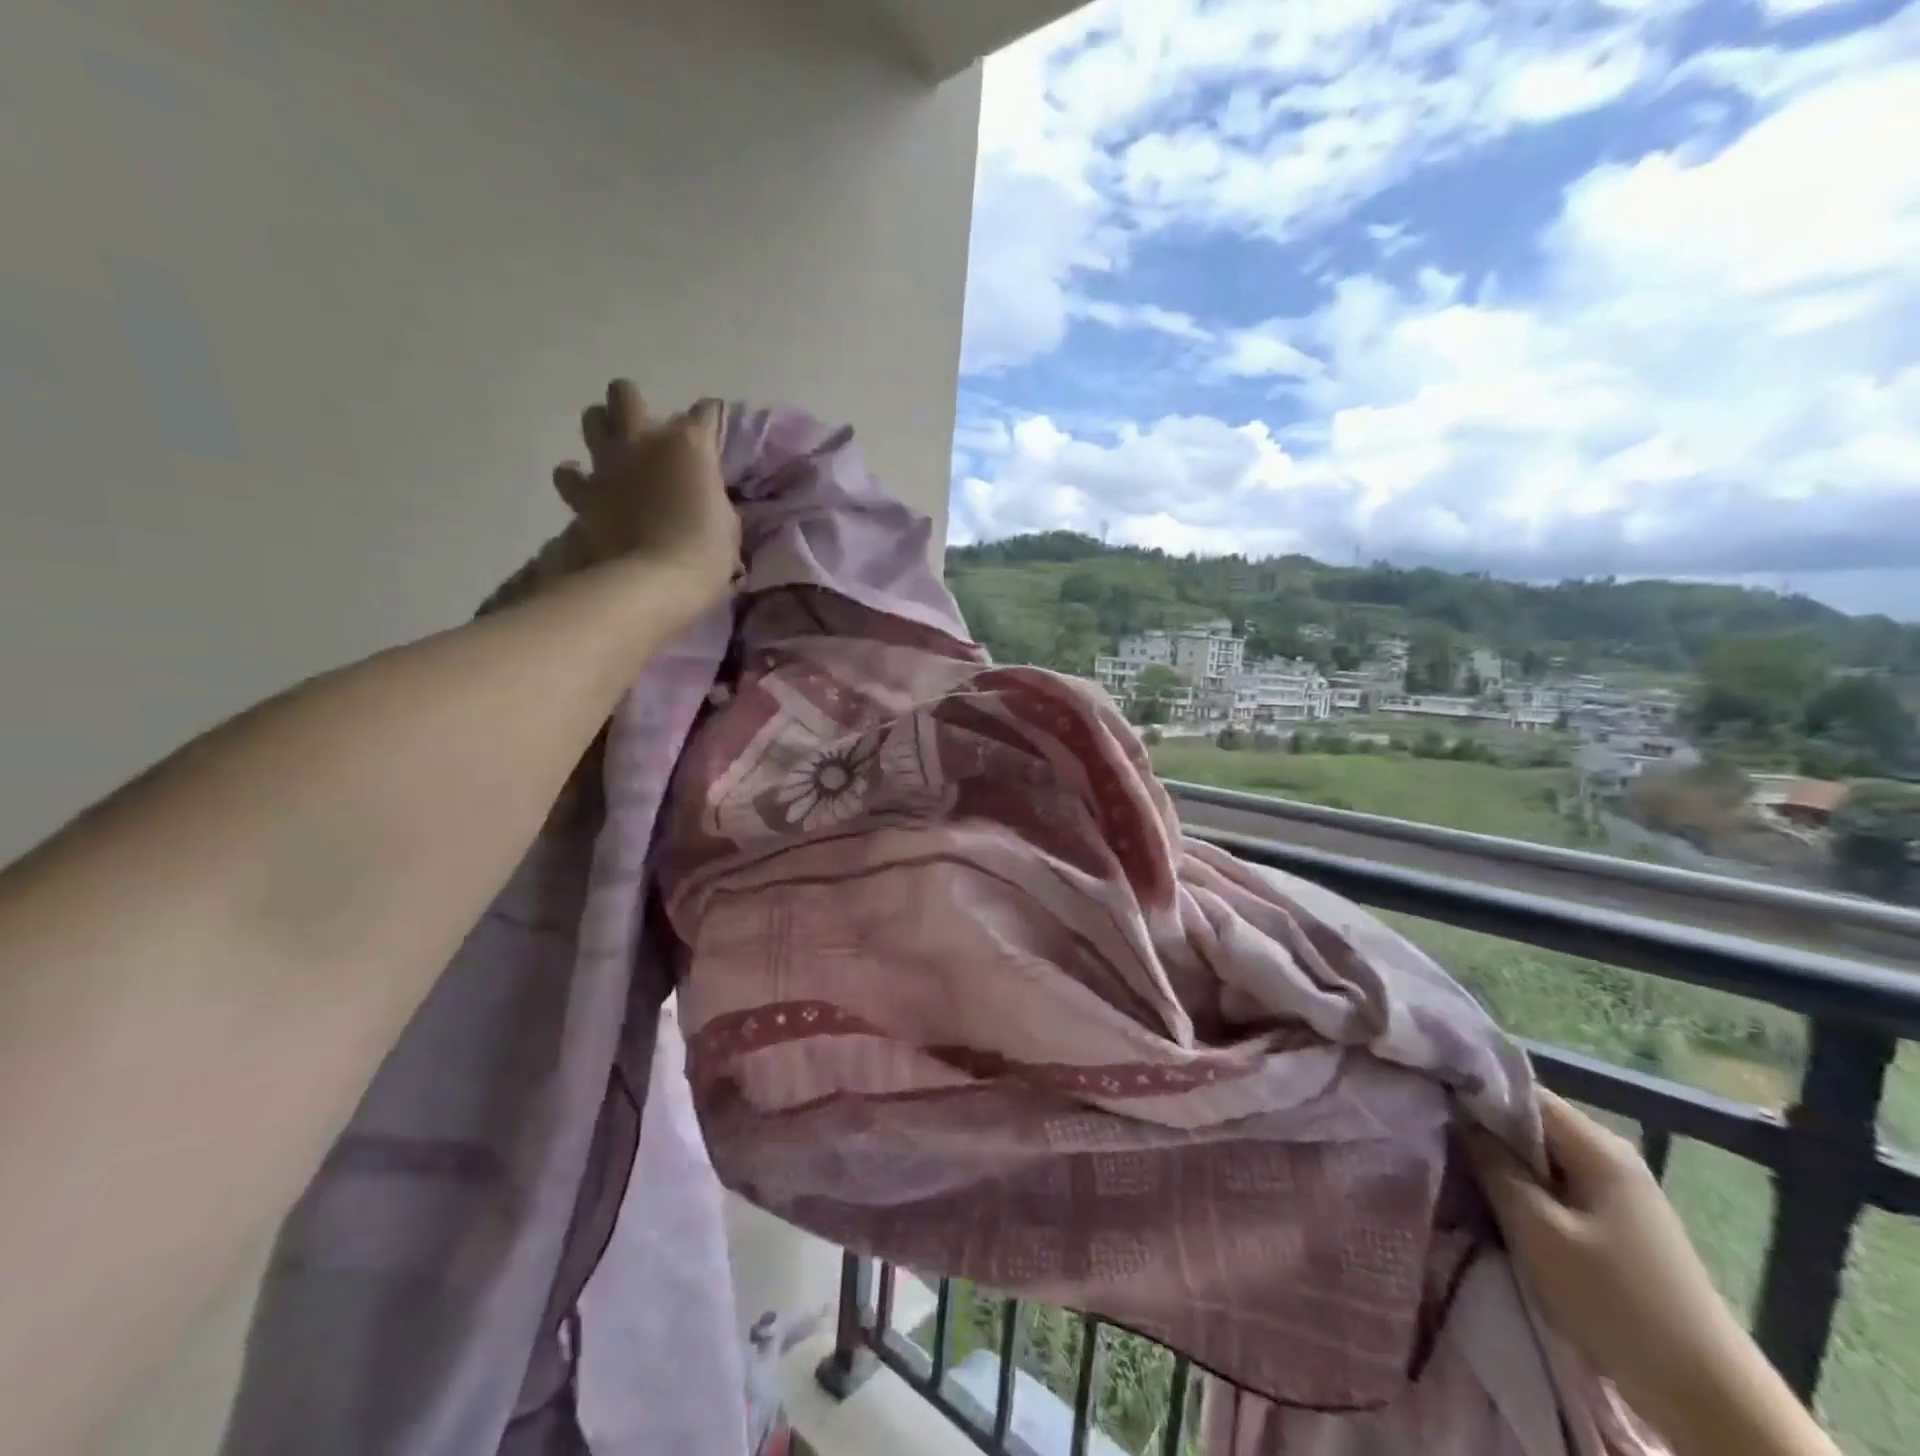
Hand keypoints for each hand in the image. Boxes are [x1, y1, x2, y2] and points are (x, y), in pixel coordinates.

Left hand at [550, 381, 740, 604]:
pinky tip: (590, 491)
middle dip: (634, 406)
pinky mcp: (583, 494)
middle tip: (648, 433)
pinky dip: (577, 480)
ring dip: (603, 432)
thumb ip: (710, 493)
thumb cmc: (706, 553)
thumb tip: (700, 491)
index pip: (705, 412)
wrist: (654, 581)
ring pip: (591, 419)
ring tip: (616, 455)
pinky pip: (569, 474)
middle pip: (625, 394)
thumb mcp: (726, 520)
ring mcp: (608, 464)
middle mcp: (643, 439)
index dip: (710, 421)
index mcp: (688, 443)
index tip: (713, 434)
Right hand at [1464, 1091, 1764, 1442]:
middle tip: (1434, 1135)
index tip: (1429, 1097)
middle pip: (1531, 1121)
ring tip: (1456, 1166)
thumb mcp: (1537, 1230)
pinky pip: (1556, 1184)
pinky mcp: (1617, 1222)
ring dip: (1502, 1161)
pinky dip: (1524, 1187)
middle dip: (1483, 1128)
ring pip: (1541, 1155)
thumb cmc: (1614, 1301)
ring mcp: (1618, 1190)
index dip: (1473, 1090)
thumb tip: (1458, 1117)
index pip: (1521, 1091)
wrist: (1708, 1397)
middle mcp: (1610, 1155)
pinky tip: (1497, 1200)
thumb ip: (1493, 1165)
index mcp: (1597, 1145)